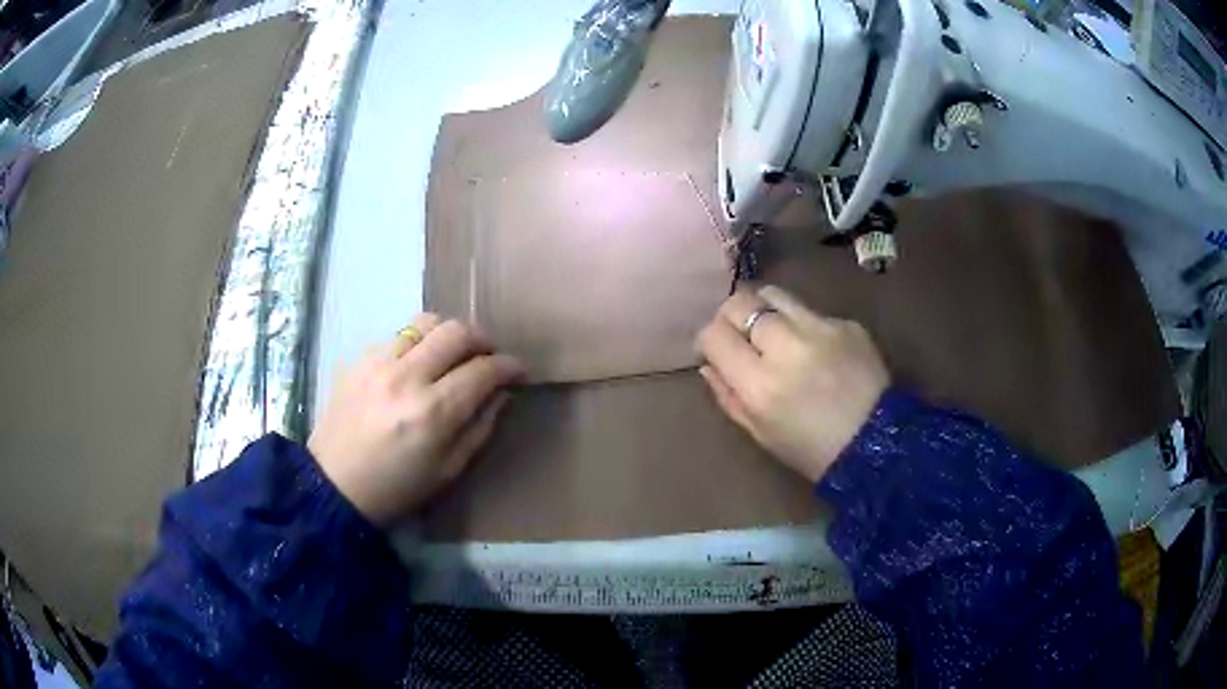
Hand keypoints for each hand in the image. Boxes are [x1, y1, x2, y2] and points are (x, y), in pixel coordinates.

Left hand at [308, 314, 524, 526]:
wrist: (334, 485)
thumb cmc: (397, 488)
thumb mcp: (448, 470)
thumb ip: (480, 427)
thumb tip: (501, 393)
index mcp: (434, 413)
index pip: (483, 370)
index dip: (509, 366)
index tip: (518, 371)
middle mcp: (408, 377)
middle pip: (457, 332)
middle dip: (483, 340)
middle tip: (488, 357)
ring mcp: (379, 363)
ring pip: (426, 322)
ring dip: (449, 333)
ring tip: (453, 353)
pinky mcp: (360, 360)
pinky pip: (398, 335)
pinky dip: (418, 343)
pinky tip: (417, 364)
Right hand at [696, 286, 888, 482]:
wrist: (878, 445)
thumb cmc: (812, 450)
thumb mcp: (761, 434)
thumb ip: (728, 395)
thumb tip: (709, 364)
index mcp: (760, 384)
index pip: (714, 334)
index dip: (708, 339)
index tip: (716, 350)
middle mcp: (786, 347)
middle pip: (740, 302)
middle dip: (731, 316)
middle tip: (739, 334)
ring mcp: (820, 329)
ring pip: (773, 294)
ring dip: (764, 310)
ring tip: (771, 330)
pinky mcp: (846, 324)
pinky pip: (810, 311)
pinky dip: (802, 325)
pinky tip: (815, 349)